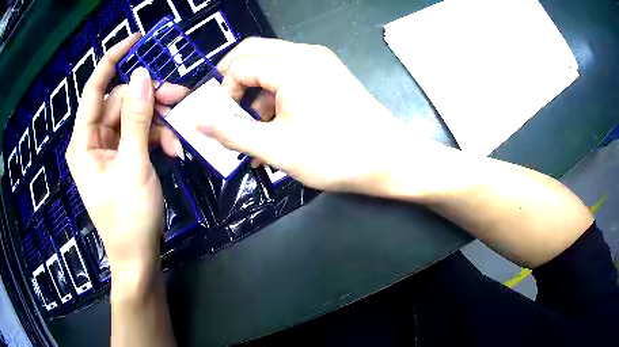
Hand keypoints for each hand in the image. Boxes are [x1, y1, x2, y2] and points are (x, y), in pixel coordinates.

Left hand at [66, 34, 186, 277]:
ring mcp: (109, 148)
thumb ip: (136, 119)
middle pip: (121, 102)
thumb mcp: (134, 166)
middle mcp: (93, 140)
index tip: (137, 40)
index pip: (94, 89)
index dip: (113, 60)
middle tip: (180, 98)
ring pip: (134, 116)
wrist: (138, 256)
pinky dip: (158, 137)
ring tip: (180, 133)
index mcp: (84, 142)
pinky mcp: (123, 157)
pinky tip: (174, 149)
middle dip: (150, 98)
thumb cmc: (129, 218)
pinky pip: (140, 134)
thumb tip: (143, 76)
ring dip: (158, 120)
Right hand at [196, 38, 415, 194]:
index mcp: (290, 64)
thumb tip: (197, 123)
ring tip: (255, 133)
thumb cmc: (334, 155)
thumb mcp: (275, 148)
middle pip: (253, 55)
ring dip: (256, 95)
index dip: (224, 93)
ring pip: (272, 66)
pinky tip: (276, 129)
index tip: (226, 122)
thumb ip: (231, 132)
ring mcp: (320, 63)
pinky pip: (291, 77)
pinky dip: (276, 97)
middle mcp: (305, 54)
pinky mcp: (329, 75)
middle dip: (235, 85)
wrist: (390, 160)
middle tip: (230, 116)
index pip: (238, 65)